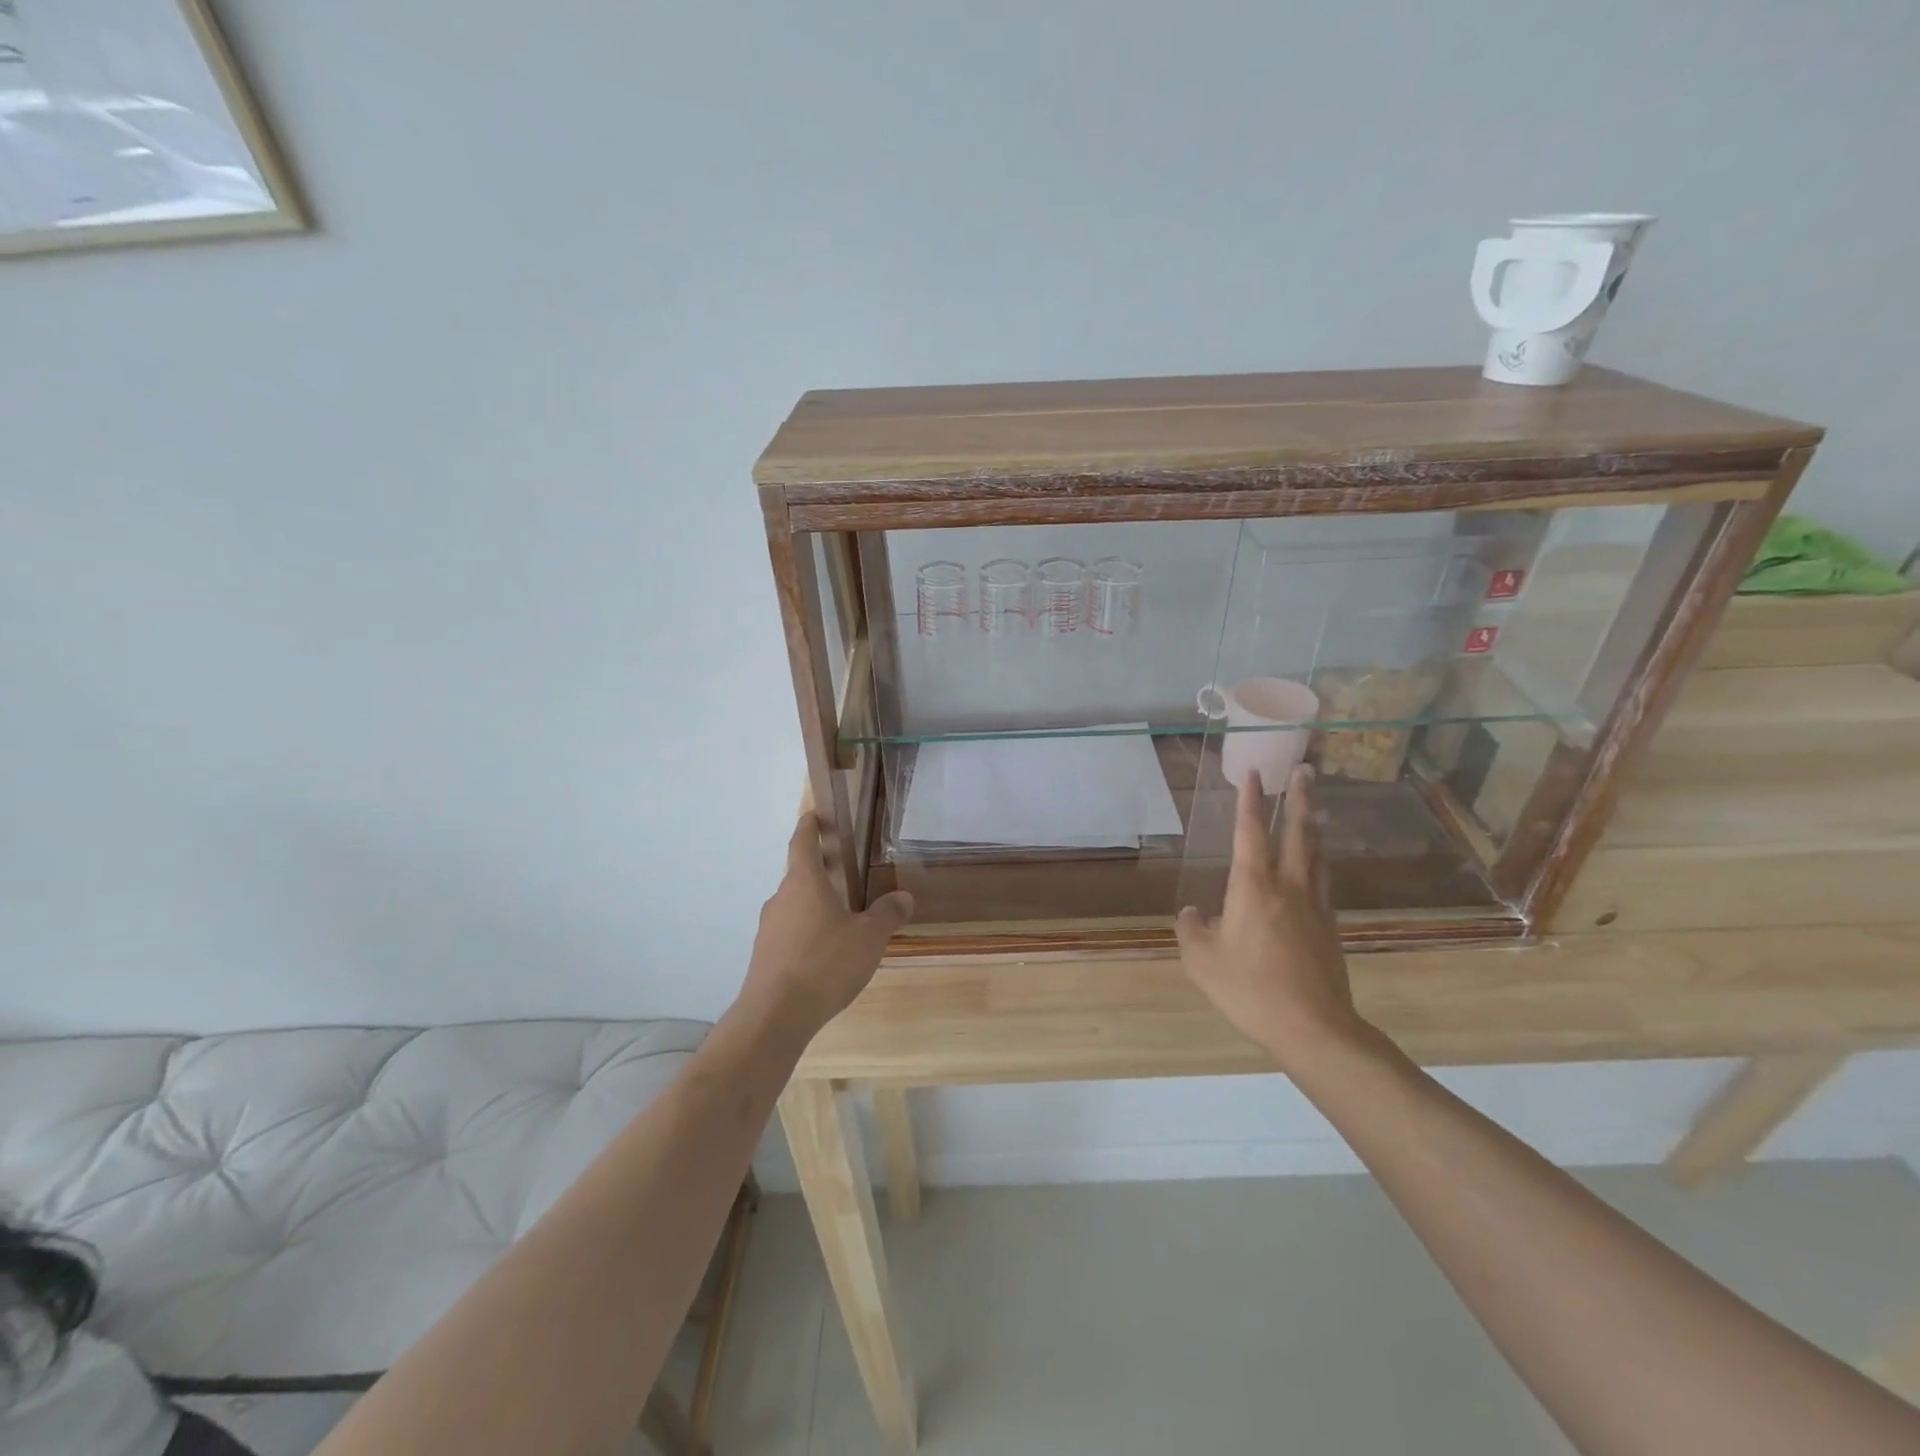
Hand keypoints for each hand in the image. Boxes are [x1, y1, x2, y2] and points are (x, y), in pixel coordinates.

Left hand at [739, 814, 913, 1038]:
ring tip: (841, 915)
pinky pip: (788, 932)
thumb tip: (903, 896)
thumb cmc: (825, 963)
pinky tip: (825, 952)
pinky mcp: (764, 956)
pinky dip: (806, 931)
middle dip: (819, 869)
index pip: (802, 843)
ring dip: (813, 903)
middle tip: (842, 869)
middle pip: (798, 875)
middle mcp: (781, 899)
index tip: (813, 815)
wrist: (775, 1015)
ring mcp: (768, 928)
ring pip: (793, 905)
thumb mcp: (869, 938)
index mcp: (804, 883)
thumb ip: (887, 914)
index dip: (809, 827)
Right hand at [1174, 765, 1365, 1063]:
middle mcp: (1288, 885)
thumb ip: (1192, 929)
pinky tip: (1317, 867)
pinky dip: (1319, 862)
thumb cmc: (1249, 989)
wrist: (1313, 1027)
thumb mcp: (1202, 960)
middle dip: (1299, 797)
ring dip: (1313, 826)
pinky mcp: (1331, 927)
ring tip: (1312, 810)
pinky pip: (1324, 882)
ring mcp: (1315, 905)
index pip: (1251, 831)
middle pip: (1297, 831)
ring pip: (1317, 854)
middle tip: (1305, 769)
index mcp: (1253, 885)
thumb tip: (1194, 912)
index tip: (1253, 772)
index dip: (1250, 799)